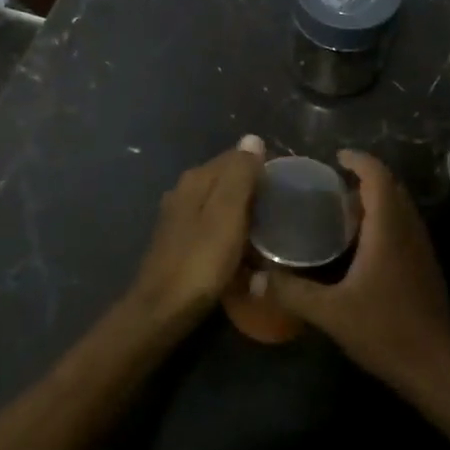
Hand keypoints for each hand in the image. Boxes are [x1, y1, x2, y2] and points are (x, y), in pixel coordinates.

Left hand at [128, 135, 264, 329]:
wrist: (162, 310)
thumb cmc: (201, 260)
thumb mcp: (228, 213)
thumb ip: (240, 174)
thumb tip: (252, 138)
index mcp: (196, 179)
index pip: (236, 157)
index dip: (262, 167)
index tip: (286, 186)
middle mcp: (184, 190)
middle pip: (227, 179)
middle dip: (253, 189)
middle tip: (282, 210)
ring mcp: (178, 217)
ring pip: (220, 202)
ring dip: (242, 211)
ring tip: (268, 229)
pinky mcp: (179, 241)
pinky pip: (212, 224)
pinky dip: (230, 229)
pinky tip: (242, 246)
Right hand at [260, 150, 449, 395]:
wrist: (437, 366)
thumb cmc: (386, 330)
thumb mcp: (331, 312)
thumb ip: (292, 292)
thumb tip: (254, 277)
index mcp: (388, 228)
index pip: (377, 176)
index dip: (359, 160)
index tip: (335, 156)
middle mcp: (408, 229)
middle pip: (390, 187)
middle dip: (364, 177)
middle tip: (332, 184)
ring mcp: (420, 247)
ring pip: (399, 207)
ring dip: (375, 199)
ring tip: (341, 209)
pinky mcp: (423, 265)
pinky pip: (402, 226)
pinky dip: (383, 219)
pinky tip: (360, 244)